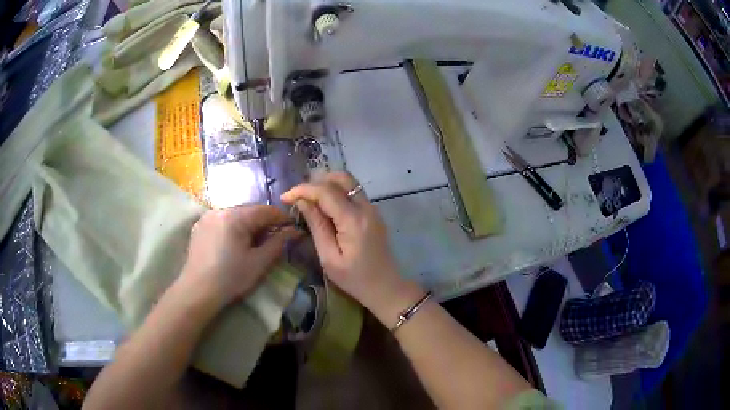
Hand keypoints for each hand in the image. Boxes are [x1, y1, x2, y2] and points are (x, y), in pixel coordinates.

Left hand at [180, 205, 299, 309]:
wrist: (197, 292)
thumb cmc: (230, 278)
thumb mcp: (259, 263)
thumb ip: (278, 243)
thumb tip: (295, 231)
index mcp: (234, 216)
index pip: (265, 210)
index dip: (282, 217)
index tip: (294, 228)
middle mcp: (219, 210)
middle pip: (249, 210)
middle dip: (265, 222)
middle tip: (276, 238)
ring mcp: (207, 217)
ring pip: (236, 215)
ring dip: (249, 225)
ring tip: (256, 242)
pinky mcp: (200, 226)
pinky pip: (223, 220)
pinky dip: (234, 227)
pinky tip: (236, 243)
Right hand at [281, 172, 419, 314]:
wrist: (386, 287)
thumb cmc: (354, 279)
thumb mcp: (329, 257)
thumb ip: (316, 226)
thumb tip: (302, 202)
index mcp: (354, 220)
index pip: (326, 191)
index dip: (303, 190)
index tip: (285, 197)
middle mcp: (366, 207)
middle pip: (341, 178)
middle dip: (316, 181)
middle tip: (298, 196)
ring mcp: (373, 208)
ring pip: (349, 183)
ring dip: (327, 184)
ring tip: (308, 199)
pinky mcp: (373, 213)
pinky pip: (353, 193)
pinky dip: (336, 192)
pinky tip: (324, 207)